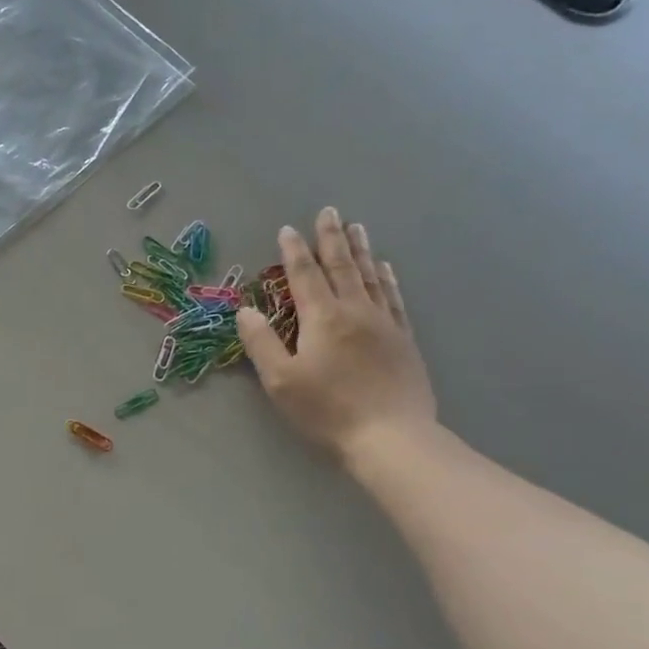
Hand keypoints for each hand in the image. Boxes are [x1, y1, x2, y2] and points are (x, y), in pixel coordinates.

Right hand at [237, 208, 436, 463]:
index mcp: (323, 318)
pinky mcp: (403, 340)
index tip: (287, 230)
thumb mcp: (281, 381)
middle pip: (342, 266)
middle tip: (329, 211)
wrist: (391, 436)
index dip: (294, 252)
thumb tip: (245, 310)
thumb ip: (261, 342)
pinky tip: (386, 268)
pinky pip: (394, 298)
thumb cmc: (327, 410)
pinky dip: (387, 278)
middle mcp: (356, 311)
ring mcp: (384, 323)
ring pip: (371, 276)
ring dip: (361, 250)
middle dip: (331, 238)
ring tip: (356, 227)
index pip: (305, 276)